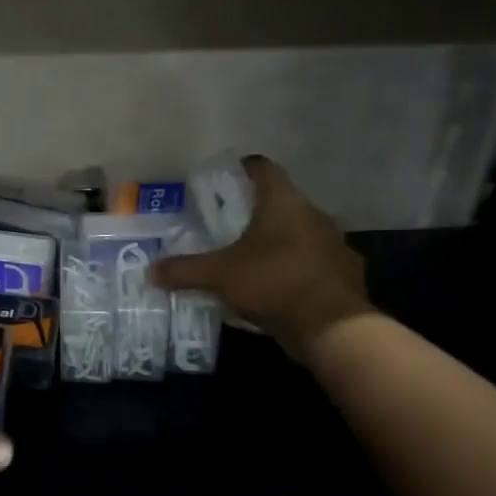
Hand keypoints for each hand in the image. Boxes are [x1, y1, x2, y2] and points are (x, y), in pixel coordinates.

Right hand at [150, 156, 371, 355]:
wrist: (332, 327)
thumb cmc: (273, 282)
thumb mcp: (218, 276)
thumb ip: (184, 270)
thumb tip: (150, 271)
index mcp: (284, 202)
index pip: (263, 169)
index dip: (242, 170)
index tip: (224, 180)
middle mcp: (314, 214)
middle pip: (282, 202)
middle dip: (256, 212)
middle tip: (228, 226)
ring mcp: (335, 244)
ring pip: (300, 233)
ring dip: (279, 242)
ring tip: (252, 259)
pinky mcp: (345, 274)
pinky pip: (314, 263)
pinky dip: (297, 269)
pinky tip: (278, 288)